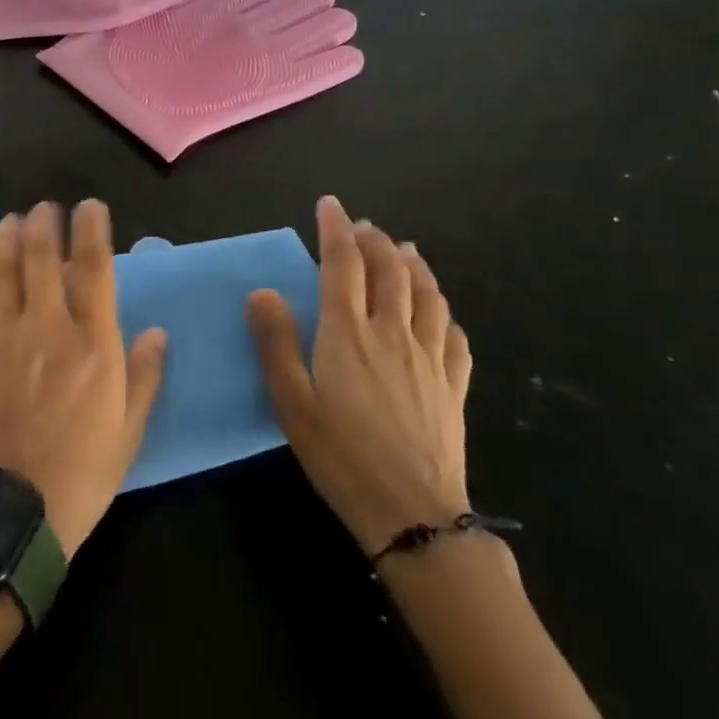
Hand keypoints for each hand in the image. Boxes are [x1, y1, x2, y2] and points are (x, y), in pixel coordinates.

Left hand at [0, 202, 166, 558]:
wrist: (11, 513)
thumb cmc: (81, 474)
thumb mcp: (128, 431)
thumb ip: (145, 375)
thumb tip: (159, 331)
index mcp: (91, 343)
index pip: (94, 267)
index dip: (92, 229)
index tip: (91, 207)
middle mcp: (45, 327)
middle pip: (41, 257)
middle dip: (44, 223)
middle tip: (45, 208)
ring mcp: (0, 338)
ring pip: (0, 270)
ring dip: (5, 239)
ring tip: (11, 222)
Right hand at [248, 196, 472, 556]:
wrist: (414, 513)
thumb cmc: (341, 456)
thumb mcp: (291, 402)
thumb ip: (276, 343)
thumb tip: (263, 291)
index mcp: (348, 333)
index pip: (343, 264)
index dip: (335, 230)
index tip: (330, 205)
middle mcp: (392, 333)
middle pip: (389, 271)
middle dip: (375, 241)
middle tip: (363, 226)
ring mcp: (430, 358)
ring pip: (427, 295)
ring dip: (414, 265)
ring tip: (405, 250)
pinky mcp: (453, 385)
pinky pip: (454, 336)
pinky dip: (444, 312)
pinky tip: (440, 313)